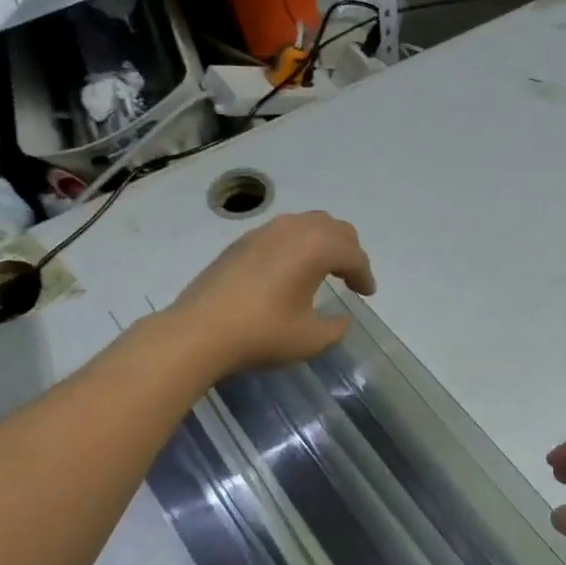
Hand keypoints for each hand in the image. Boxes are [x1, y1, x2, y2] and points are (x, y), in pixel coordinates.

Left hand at [168, 211, 375, 375]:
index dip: (365, 275)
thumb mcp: (310, 339)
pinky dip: (297, 245)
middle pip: (334, 228)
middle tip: (350, 277)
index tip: (366, 294)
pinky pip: (282, 232)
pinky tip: (289, 270)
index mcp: (316, 248)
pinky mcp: (242, 241)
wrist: (199, 331)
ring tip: (323, 269)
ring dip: (322, 243)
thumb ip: (335, 327)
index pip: (353, 255)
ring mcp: (264, 231)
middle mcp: (294, 229)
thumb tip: (340, 318)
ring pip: (307, 224)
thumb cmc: (262, 333)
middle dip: (348, 251)